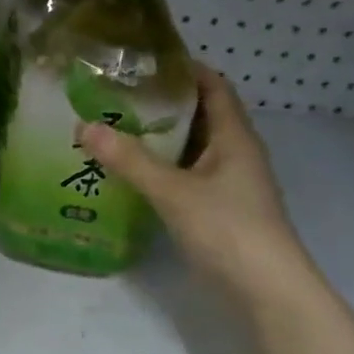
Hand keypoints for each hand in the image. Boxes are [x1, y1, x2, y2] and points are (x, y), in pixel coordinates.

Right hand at [82, 63, 314, 303]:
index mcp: (234, 138)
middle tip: (114, 94)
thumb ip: (130, 160)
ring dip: (157, 137)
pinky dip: (159, 167)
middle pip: (198, 115)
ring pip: (189, 147)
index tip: (143, 61)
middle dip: (160, 102)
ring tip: (113, 127)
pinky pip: (184, 174)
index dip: (184, 69)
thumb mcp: (173, 192)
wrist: (268, 293)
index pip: (214, 87)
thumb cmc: (229, 230)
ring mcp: (227, 184)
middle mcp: (234, 154)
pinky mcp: (217, 209)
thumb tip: (85, 126)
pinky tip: (128, 171)